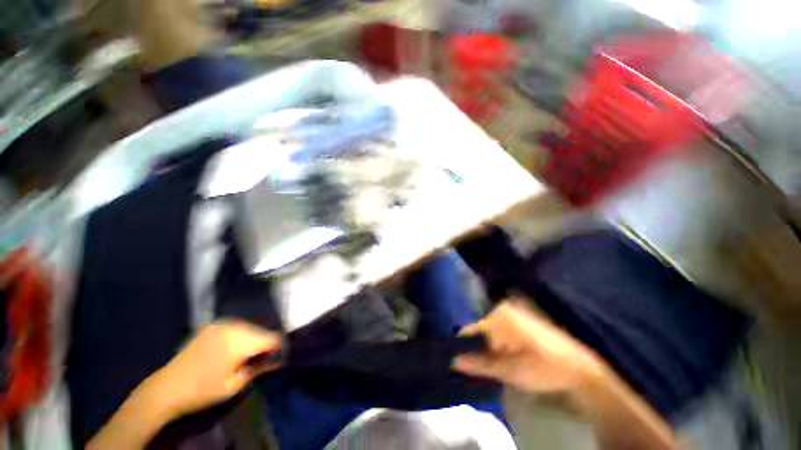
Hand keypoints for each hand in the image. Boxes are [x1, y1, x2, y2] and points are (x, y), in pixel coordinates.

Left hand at [147, 321, 282, 419]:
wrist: (166, 388)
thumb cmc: (202, 390)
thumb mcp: (234, 385)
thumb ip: (258, 369)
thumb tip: (276, 361)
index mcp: (240, 341)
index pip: (271, 338)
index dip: (278, 347)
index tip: (278, 356)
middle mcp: (234, 327)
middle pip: (261, 331)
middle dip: (264, 342)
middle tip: (262, 357)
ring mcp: (222, 324)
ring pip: (249, 327)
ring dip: (252, 338)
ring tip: (247, 353)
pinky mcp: (212, 326)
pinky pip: (235, 327)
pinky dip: (240, 335)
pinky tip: (233, 347)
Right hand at [455, 300, 676, 449]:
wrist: (579, 367)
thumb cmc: (545, 369)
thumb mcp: (511, 371)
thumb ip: (480, 364)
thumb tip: (453, 361)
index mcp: (500, 318)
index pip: (471, 331)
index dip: (465, 349)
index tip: (460, 364)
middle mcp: (501, 308)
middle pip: (479, 331)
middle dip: (479, 349)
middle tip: (485, 368)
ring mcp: (510, 310)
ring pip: (488, 331)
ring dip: (489, 347)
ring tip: (497, 364)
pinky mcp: (516, 316)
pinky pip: (497, 329)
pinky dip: (497, 342)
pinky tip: (505, 355)